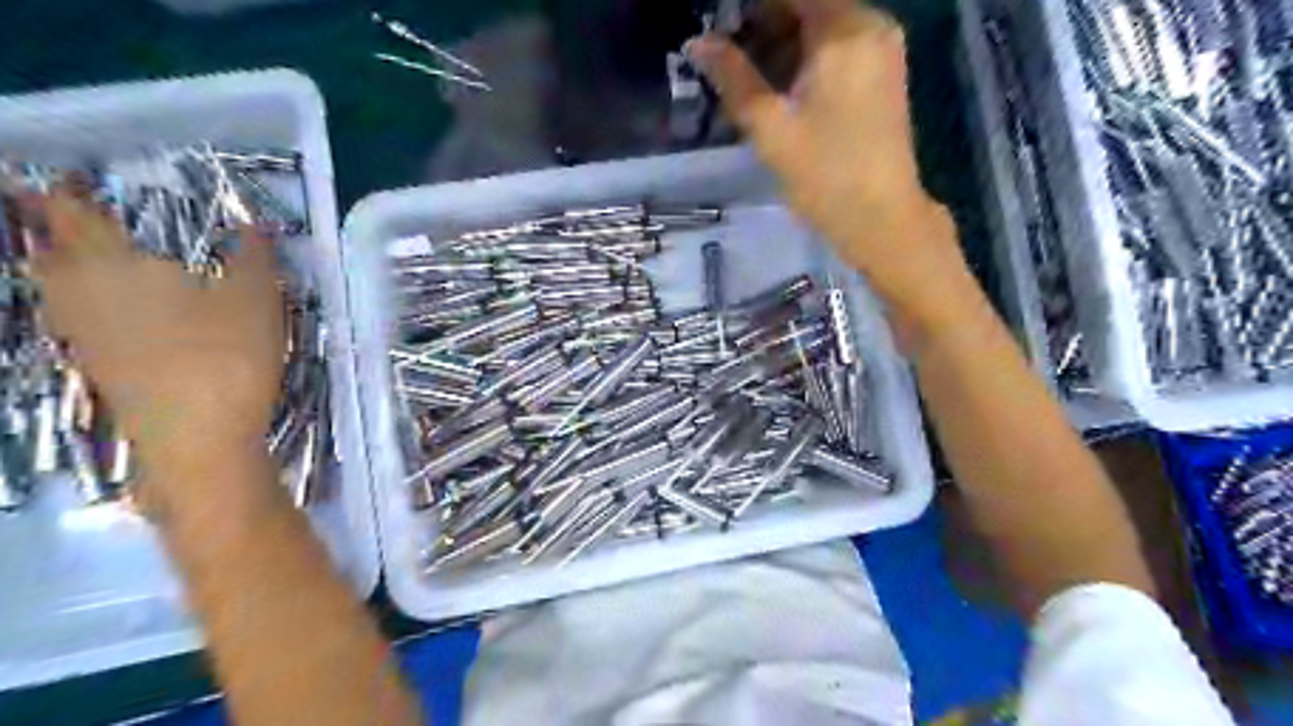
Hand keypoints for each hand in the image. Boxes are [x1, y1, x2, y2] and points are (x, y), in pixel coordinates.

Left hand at [31, 194, 283, 486]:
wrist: (197, 437)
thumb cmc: (226, 356)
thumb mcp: (256, 300)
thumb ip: (254, 257)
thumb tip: (256, 223)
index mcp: (116, 266)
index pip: (78, 218)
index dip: (69, 195)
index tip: (67, 179)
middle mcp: (83, 295)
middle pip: (51, 253)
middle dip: (55, 231)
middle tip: (73, 216)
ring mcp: (85, 334)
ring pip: (55, 289)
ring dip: (62, 266)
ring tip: (85, 257)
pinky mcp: (98, 366)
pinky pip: (74, 317)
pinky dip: (80, 301)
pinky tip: (110, 309)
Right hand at [686, 1, 969, 331]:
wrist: (881, 218)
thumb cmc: (825, 175)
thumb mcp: (770, 128)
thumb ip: (733, 78)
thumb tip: (697, 44)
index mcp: (844, 30)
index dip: (750, 8)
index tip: (720, 26)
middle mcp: (871, 25)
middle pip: (809, 3)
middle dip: (763, 22)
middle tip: (726, 54)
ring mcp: (882, 48)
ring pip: (822, 24)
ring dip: (782, 40)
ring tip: (745, 74)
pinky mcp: (883, 73)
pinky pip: (838, 45)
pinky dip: (805, 55)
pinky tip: (778, 86)